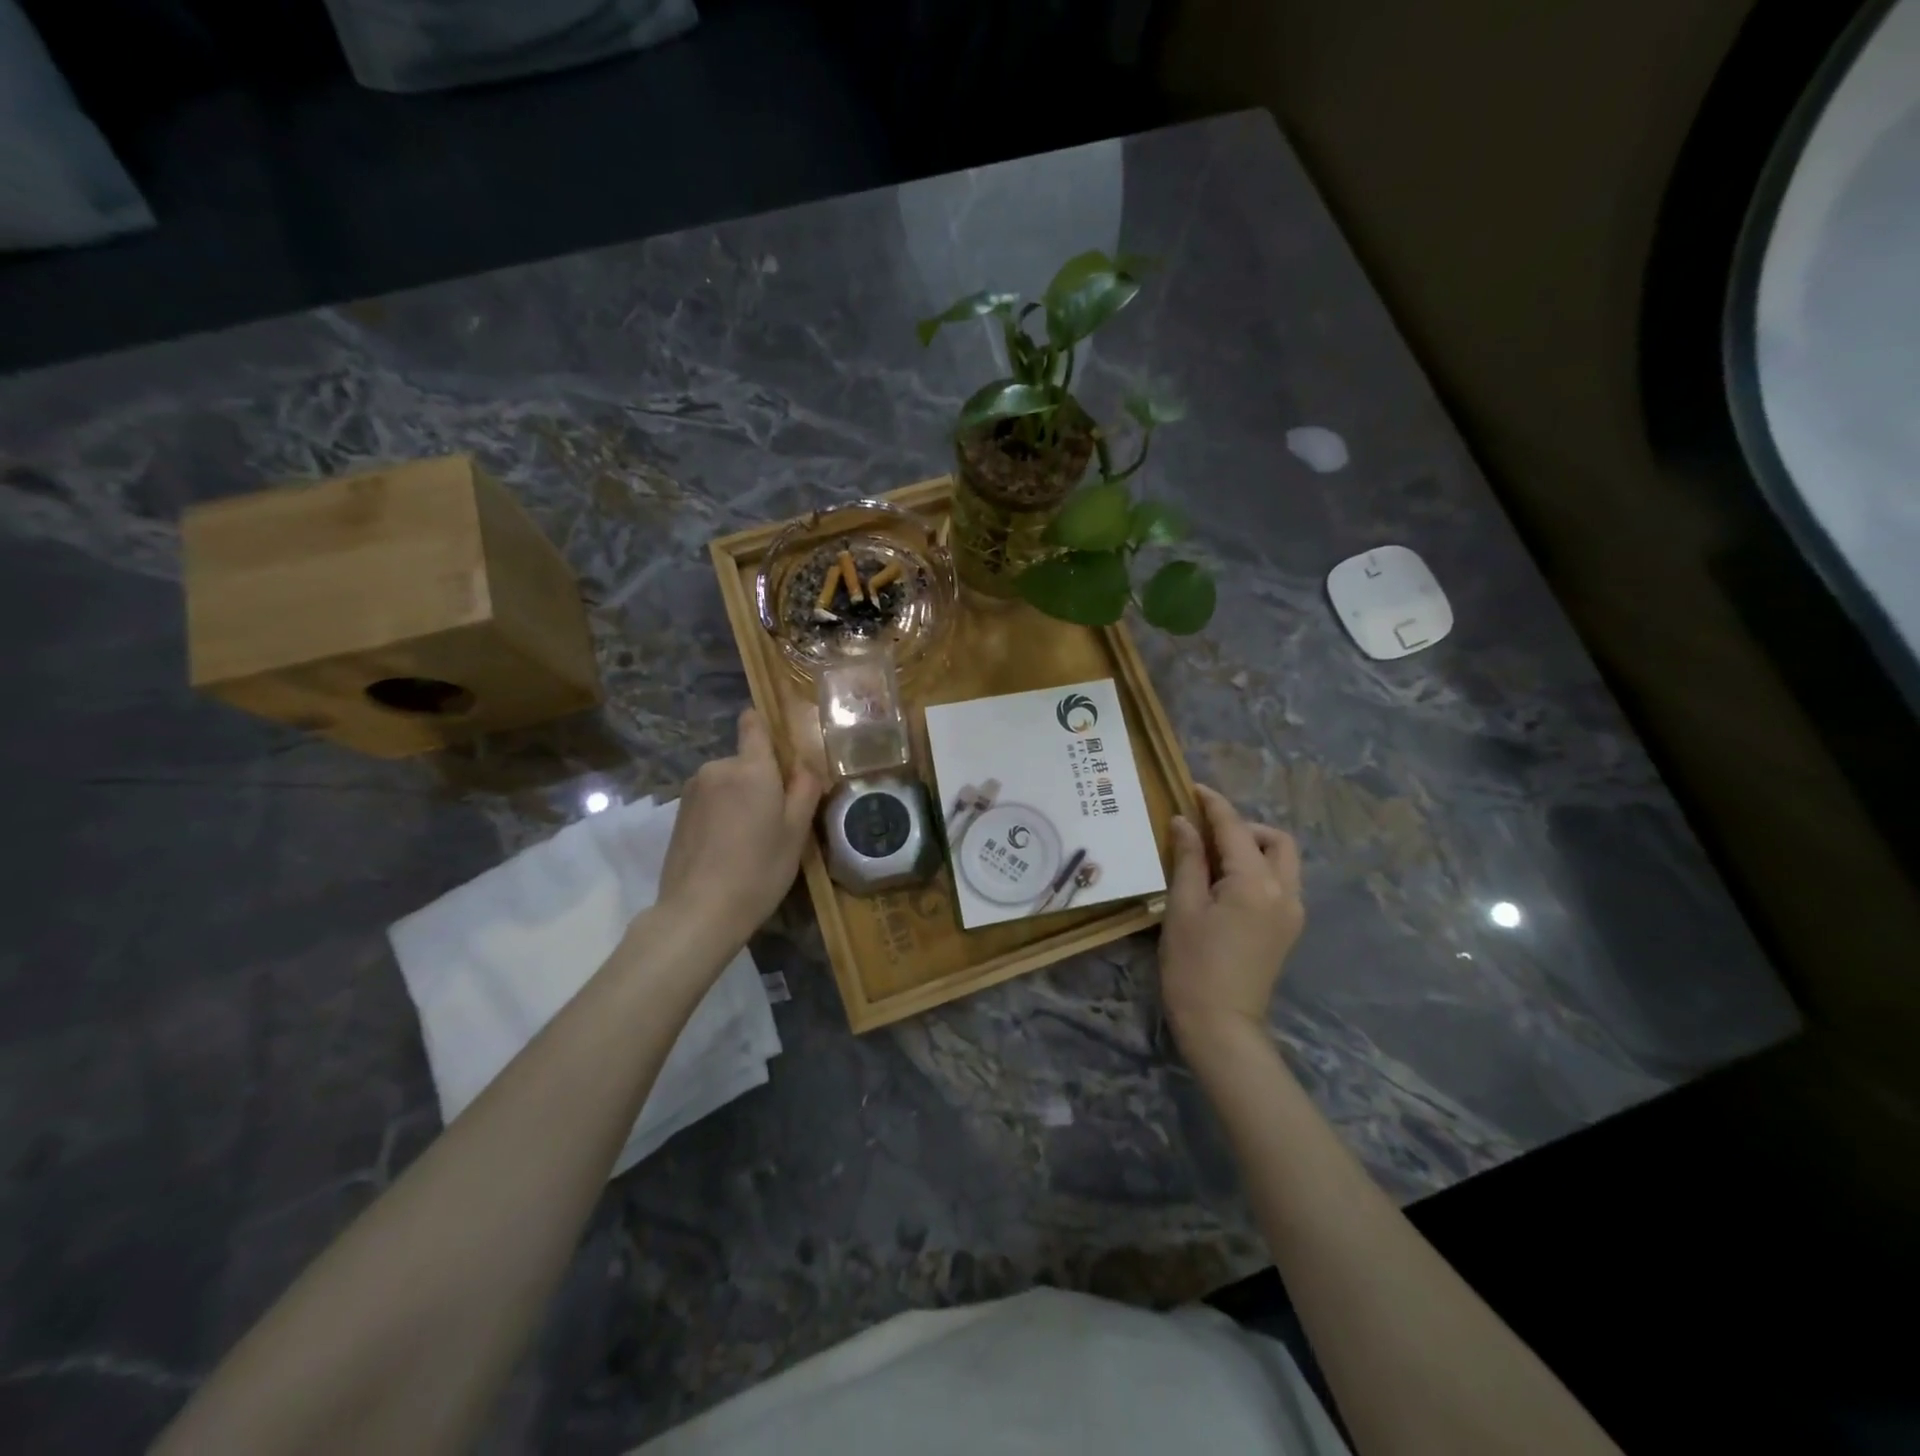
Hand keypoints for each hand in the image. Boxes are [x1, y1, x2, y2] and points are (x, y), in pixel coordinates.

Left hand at [656, 709, 822, 941]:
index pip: (753, 724)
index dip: (767, 728)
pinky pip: (710, 801)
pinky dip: (722, 814)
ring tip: (752, 838)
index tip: (782, 751)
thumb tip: (806, 764)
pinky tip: (728, 848)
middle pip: (745, 760)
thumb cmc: (759, 869)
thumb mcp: (796, 831)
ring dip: (740, 798)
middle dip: (761, 779)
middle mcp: (717, 768)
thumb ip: (805, 789)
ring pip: (727, 782)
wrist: (698, 911)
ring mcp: (693, 791)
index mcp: (751, 767)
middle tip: (777, 818)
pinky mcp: (678, 814)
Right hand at [1160, 784, 1304, 1057]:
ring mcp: (1292, 912)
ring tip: (1212, 856)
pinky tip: (1225, 882)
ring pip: (1282, 860)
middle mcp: (1285, 891)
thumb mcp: (1182, 906)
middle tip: (1206, 832)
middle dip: (1243, 826)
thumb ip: (1188, 859)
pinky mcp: (1287, 929)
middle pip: (1275, 839)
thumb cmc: (1192, 965)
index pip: (1236, 829)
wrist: (1221, 1025)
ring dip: (1253, 847)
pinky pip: (1279, 882)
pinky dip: (1257, 869)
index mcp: (1256, 883)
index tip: (1194, 788)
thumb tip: (1183, 821)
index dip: (1214, 805)